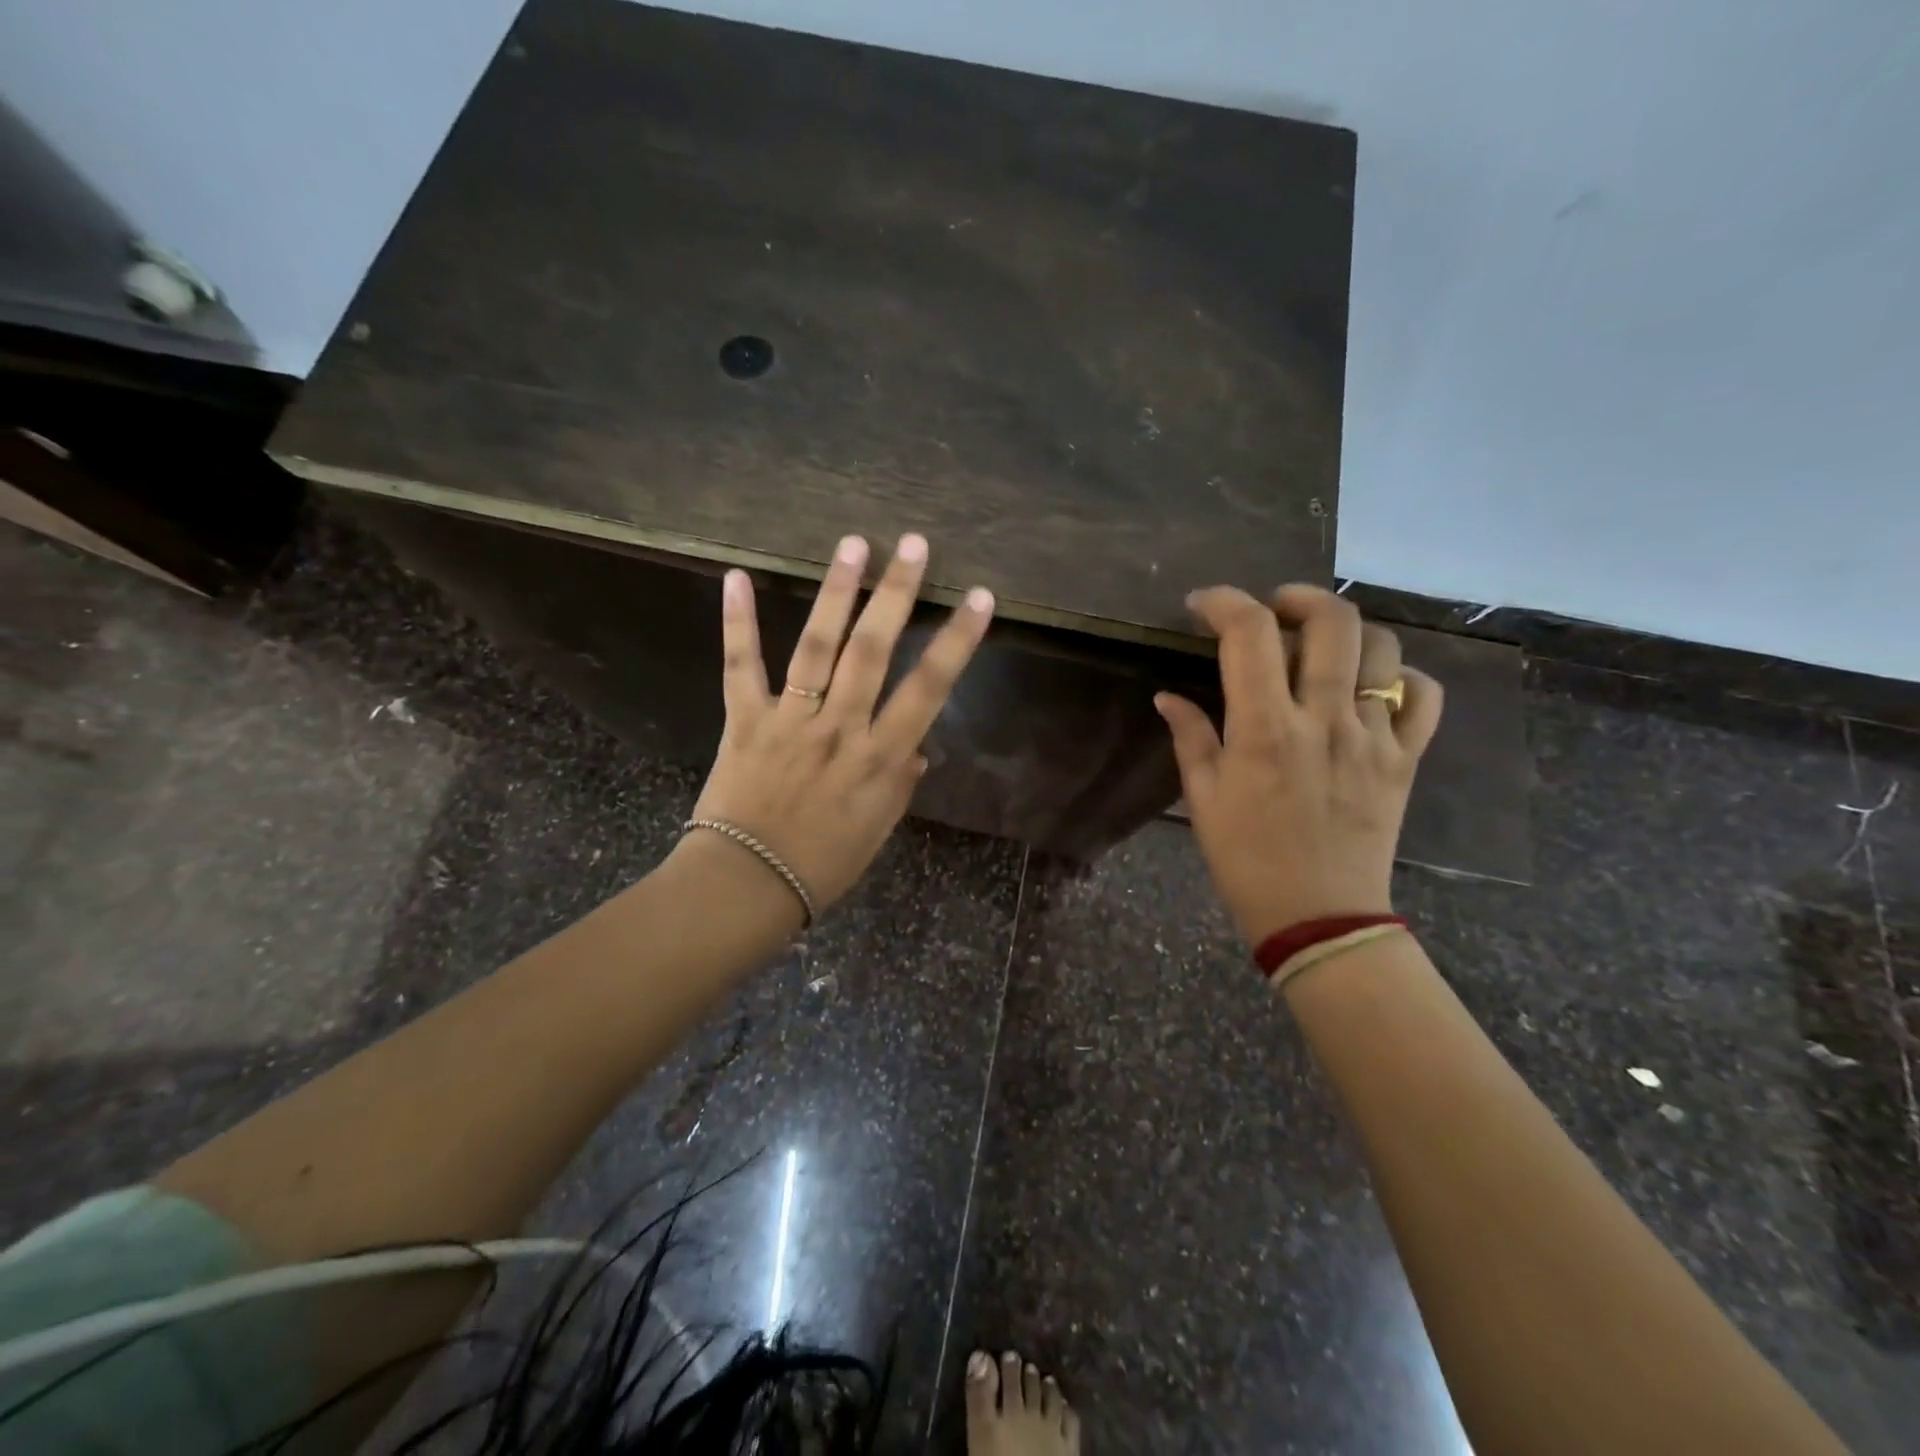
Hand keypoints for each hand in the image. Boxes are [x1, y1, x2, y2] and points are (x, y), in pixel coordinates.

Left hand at [686, 533, 994, 917]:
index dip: (956, 641)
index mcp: (881, 758)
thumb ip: (900, 781)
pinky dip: (738, 622)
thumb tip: (916, 745)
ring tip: (853, 544)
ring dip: (836, 592)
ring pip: (817, 646)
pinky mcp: (745, 720)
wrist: (747, 886)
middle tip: (912, 544)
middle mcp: (841, 728)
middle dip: (896, 594)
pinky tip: (736, 577)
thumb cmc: (823, 865)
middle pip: (873, 651)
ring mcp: (791, 720)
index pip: (928, 688)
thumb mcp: (878, 829)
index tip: (978, 598)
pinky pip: (741, 666)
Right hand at [1154, 584, 1442, 945]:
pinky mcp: (1405, 759)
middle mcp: (1325, 719)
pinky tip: (1372, 689)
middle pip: (1331, 621)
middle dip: (1297, 598)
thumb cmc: (1246, 859)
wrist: (1319, 916)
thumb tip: (1168, 696)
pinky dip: (1401, 678)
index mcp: (1265, 728)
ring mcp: (1374, 737)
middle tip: (1274, 610)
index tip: (1202, 606)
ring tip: (1322, 647)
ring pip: (1383, 649)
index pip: (1249, 633)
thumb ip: (1190, 736)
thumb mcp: (1203, 798)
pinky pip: (1422, 697)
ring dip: (1348, 633)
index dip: (1223, 602)